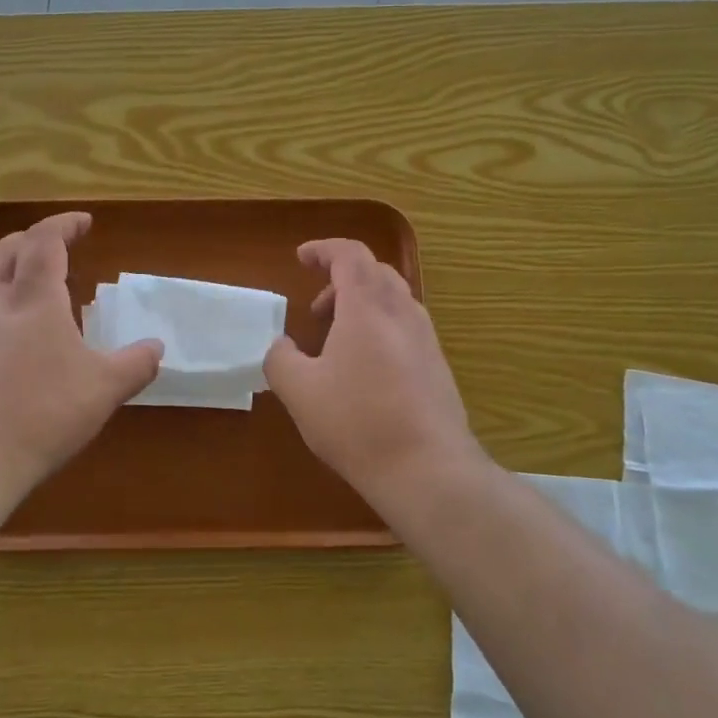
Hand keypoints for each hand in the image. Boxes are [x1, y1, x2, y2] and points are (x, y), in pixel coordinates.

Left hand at [0, 213, 160, 490]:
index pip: (45, 242)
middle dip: (29, 238)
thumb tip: (157, 347)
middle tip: (51, 242)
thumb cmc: (45, 414)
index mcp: (35, 301)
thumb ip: (136, 365)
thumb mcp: (105, 390)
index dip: (64, 224)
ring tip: (16, 274)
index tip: (84, 221)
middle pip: (4, 252)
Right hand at [264, 239, 484, 505]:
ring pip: (394, 299)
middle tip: (316, 309)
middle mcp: (403, 313)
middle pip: (375, 272)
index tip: (301, 258)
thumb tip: (282, 347)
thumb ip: (280, 359)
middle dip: (341, 279)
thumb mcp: (299, 392)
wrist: (428, 469)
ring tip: (336, 341)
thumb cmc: (357, 422)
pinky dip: (380, 328)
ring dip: (362, 305)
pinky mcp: (438, 366)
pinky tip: (364, 370)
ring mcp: (427, 339)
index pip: (350, 254)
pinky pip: (406, 327)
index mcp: (368, 307)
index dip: (323, 249)